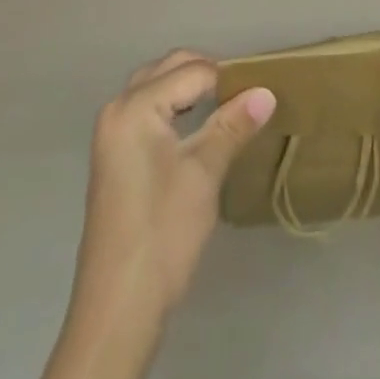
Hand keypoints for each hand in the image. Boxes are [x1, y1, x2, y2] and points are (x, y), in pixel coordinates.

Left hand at [39, 49, 275, 378]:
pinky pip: (148, 110)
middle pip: (169, 70)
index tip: (261, 92)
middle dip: (207, 74)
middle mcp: (118, 109)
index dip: (228, 80)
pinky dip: (175, 107)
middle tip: (245, 94)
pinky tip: (199, 128)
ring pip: (157, 88)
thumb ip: (233, 125)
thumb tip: (267, 92)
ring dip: (190, 88)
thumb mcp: (204, 173)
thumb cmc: (163, 233)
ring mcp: (112, 134)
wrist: (118, 309)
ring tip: (227, 106)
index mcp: (135, 106)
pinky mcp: (115, 156)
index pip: (192, 72)